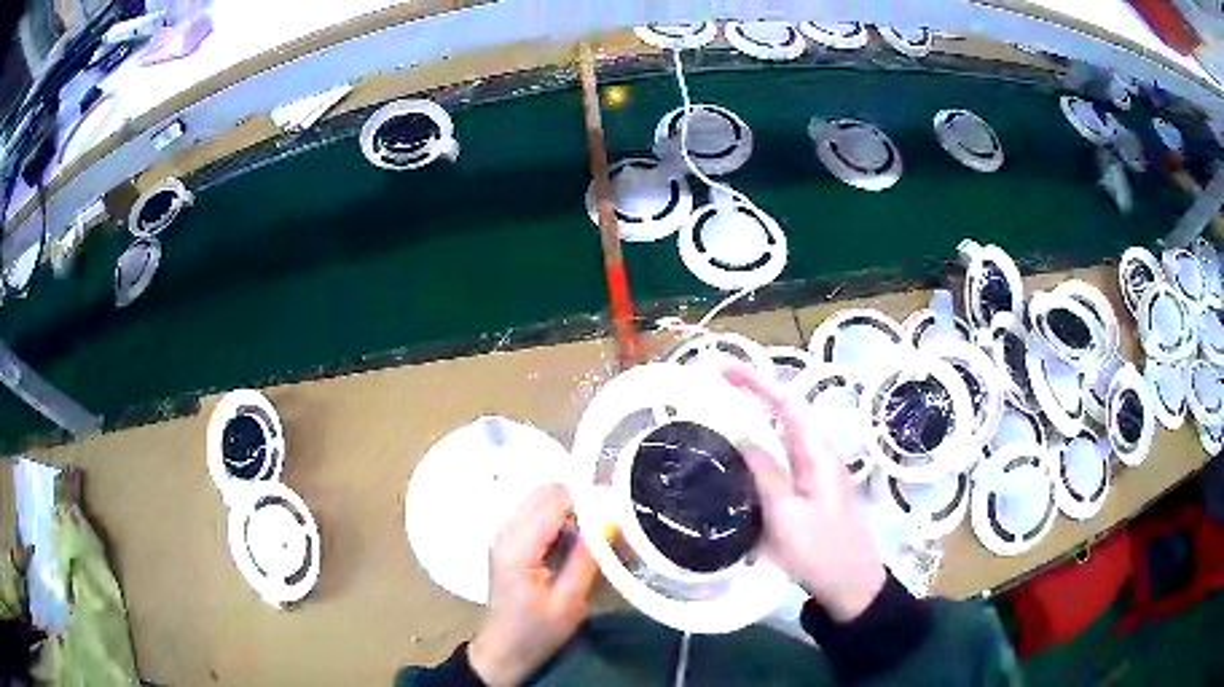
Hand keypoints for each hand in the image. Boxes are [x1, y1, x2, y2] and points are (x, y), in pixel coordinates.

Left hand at [468, 484, 597, 685]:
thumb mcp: (569, 602)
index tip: (617, 508)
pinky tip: (576, 536)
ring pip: (539, 498)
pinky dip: (557, 515)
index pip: (554, 501)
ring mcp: (503, 534)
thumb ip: (585, 559)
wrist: (504, 650)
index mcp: (518, 547)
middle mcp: (506, 531)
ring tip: (596, 527)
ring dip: (568, 506)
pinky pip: (534, 511)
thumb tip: (607, 521)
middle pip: (544, 492)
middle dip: (579, 498)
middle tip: (609, 519)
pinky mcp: (507, 540)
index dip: (588, 499)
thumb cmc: (537, 632)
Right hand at [723, 365, 885, 622]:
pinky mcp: (811, 493)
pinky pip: (784, 461)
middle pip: (785, 415)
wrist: (851, 585)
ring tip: (720, 418)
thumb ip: (766, 473)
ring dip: (756, 422)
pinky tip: (741, 463)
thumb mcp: (786, 514)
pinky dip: (761, 451)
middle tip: (714, 390)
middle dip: (753, 396)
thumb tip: (742, 437)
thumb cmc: (820, 550)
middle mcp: (819, 456)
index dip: (756, 382)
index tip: (722, 370)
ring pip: (784, 438)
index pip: (786, 404)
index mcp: (817, 454)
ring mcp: (817, 474)